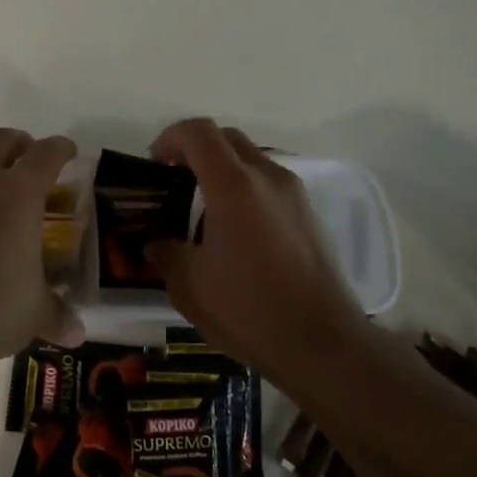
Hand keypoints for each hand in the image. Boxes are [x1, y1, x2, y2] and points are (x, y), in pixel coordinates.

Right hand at [147, 119, 364, 372]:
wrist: (322, 344)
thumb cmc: (248, 310)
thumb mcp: (189, 285)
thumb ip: (165, 253)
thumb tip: (155, 243)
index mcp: (233, 186)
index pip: (198, 132)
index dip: (169, 138)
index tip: (153, 164)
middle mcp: (268, 177)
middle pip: (226, 138)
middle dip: (194, 150)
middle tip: (173, 181)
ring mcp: (294, 194)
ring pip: (251, 159)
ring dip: (221, 170)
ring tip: (201, 210)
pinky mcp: (309, 215)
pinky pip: (269, 184)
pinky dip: (245, 190)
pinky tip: (234, 231)